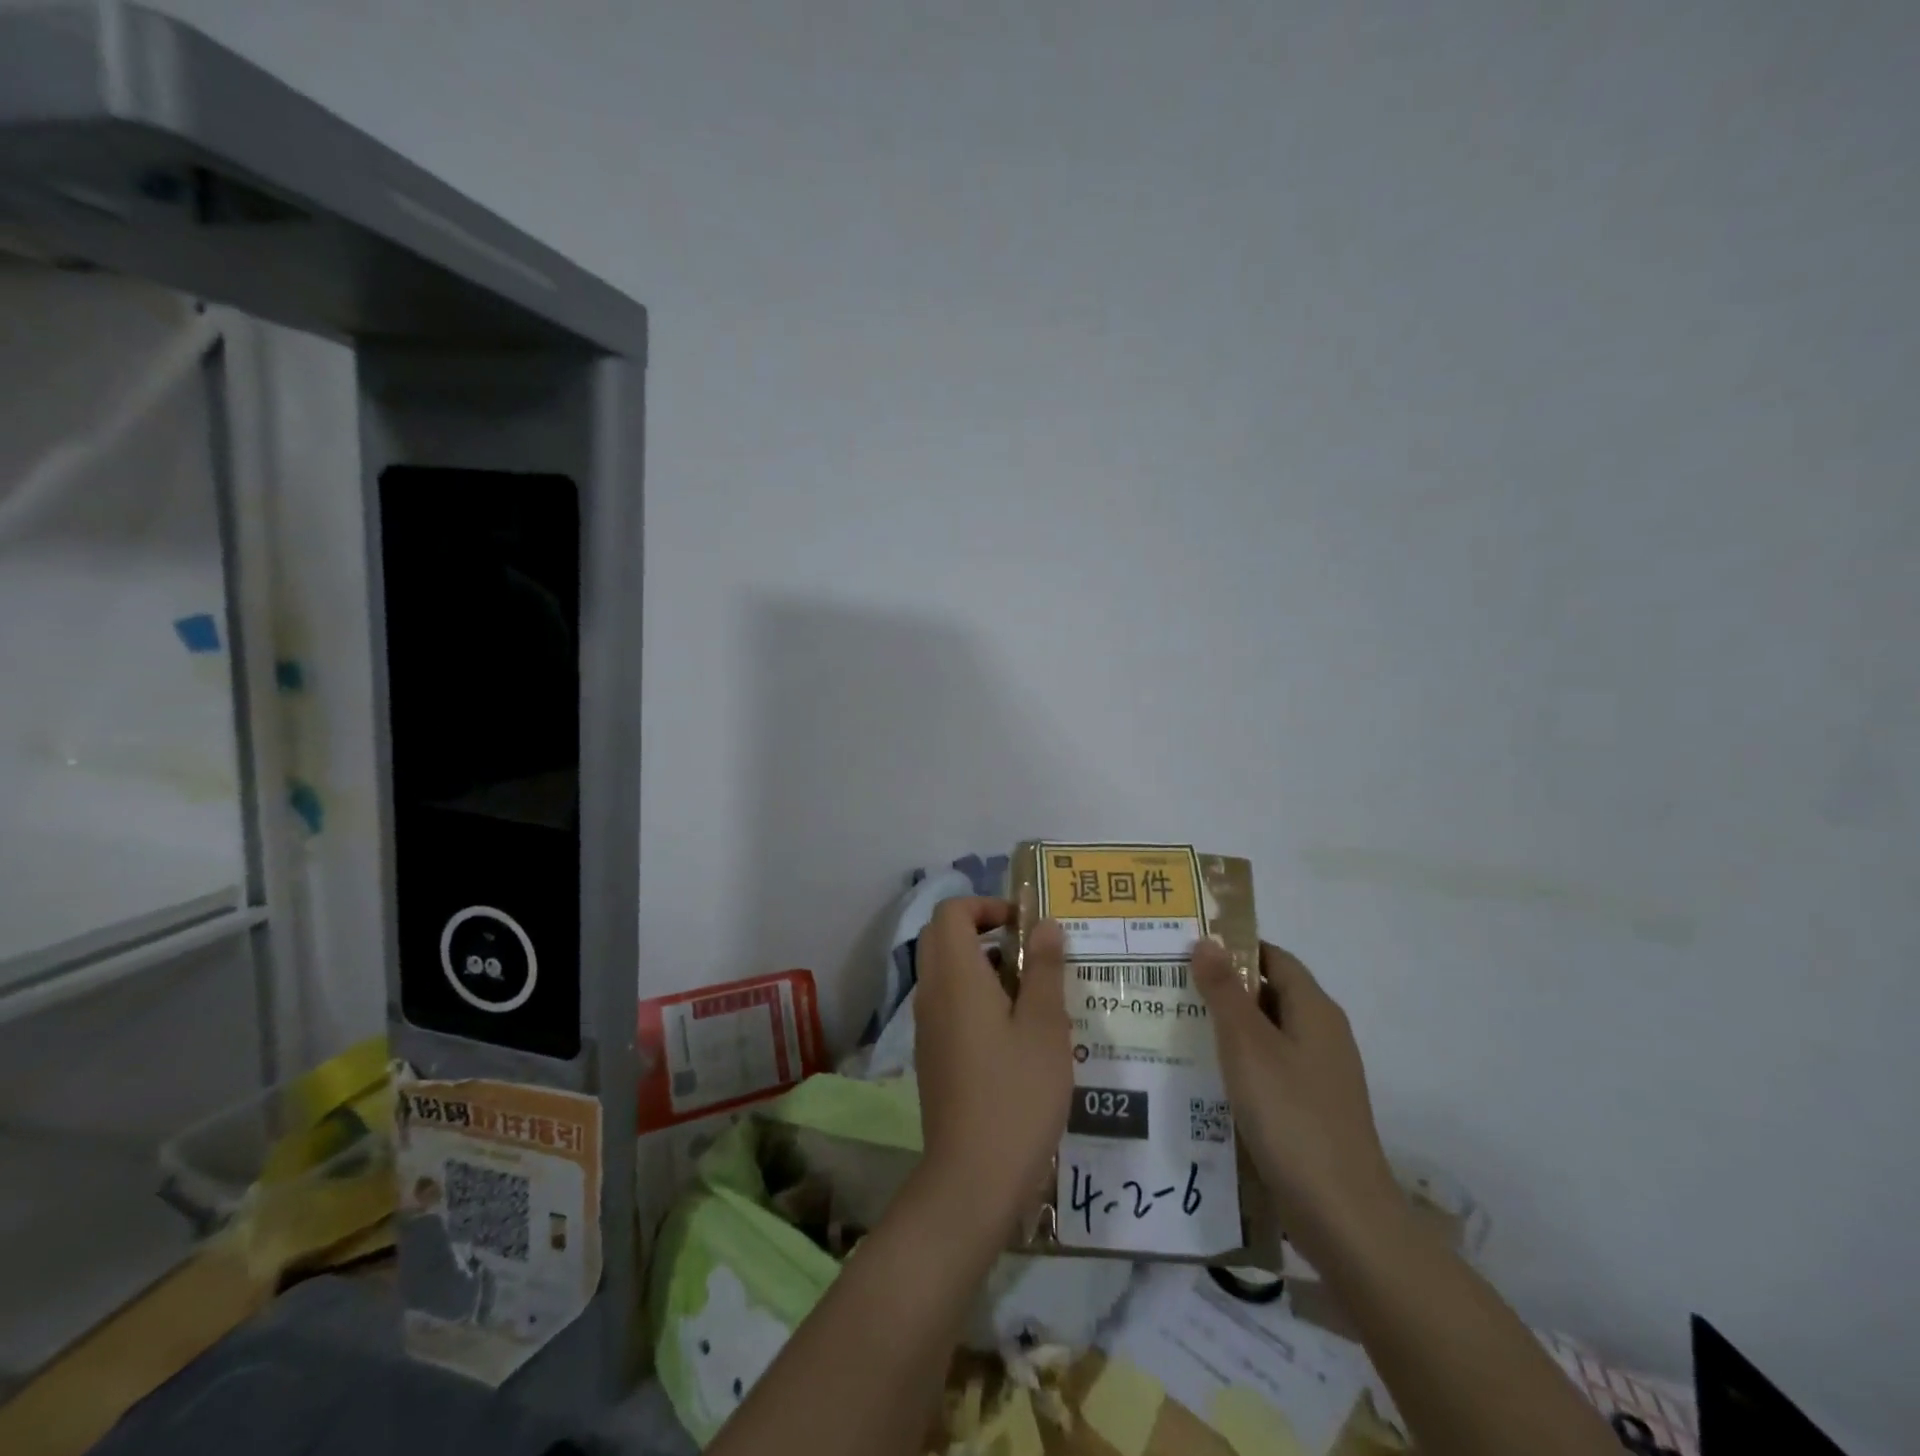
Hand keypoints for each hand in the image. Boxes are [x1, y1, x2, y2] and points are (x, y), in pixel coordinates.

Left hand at [912, 898, 1072, 1227]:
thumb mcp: (1044, 1027)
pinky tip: (1013, 1030)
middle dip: (982, 929)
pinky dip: (972, 995)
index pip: (951, 912)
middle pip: (942, 936)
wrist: (972, 1178)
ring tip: (1029, 990)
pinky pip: (946, 1003)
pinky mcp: (931, 1054)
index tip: (1023, 924)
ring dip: (979, 963)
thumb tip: (1045, 925)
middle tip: (1028, 951)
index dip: (985, 905)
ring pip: (944, 971)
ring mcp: (927, 1026)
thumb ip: (1043, 970)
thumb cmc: (1016, 1094)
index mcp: (955, 977)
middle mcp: (932, 993)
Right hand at [1192, 940, 1400, 1261]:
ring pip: (1268, 1033)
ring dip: (1229, 1027)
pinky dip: (1241, 1062)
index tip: (1188, 948)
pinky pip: (1272, 1068)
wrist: (1342, 1215)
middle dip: (1224, 987)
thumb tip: (1207, 941)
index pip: (1273, 957)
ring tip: (1179, 1026)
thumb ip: (1224, 991)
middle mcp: (1323, 1034)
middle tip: (1173, 986)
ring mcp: (1321, 1075)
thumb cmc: (1290, 1115)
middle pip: (1270, 993)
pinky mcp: (1312, 1109)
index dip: (1233, 948)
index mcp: (1315, 1009)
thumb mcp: (1247, 1045)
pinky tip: (1208, 1076)